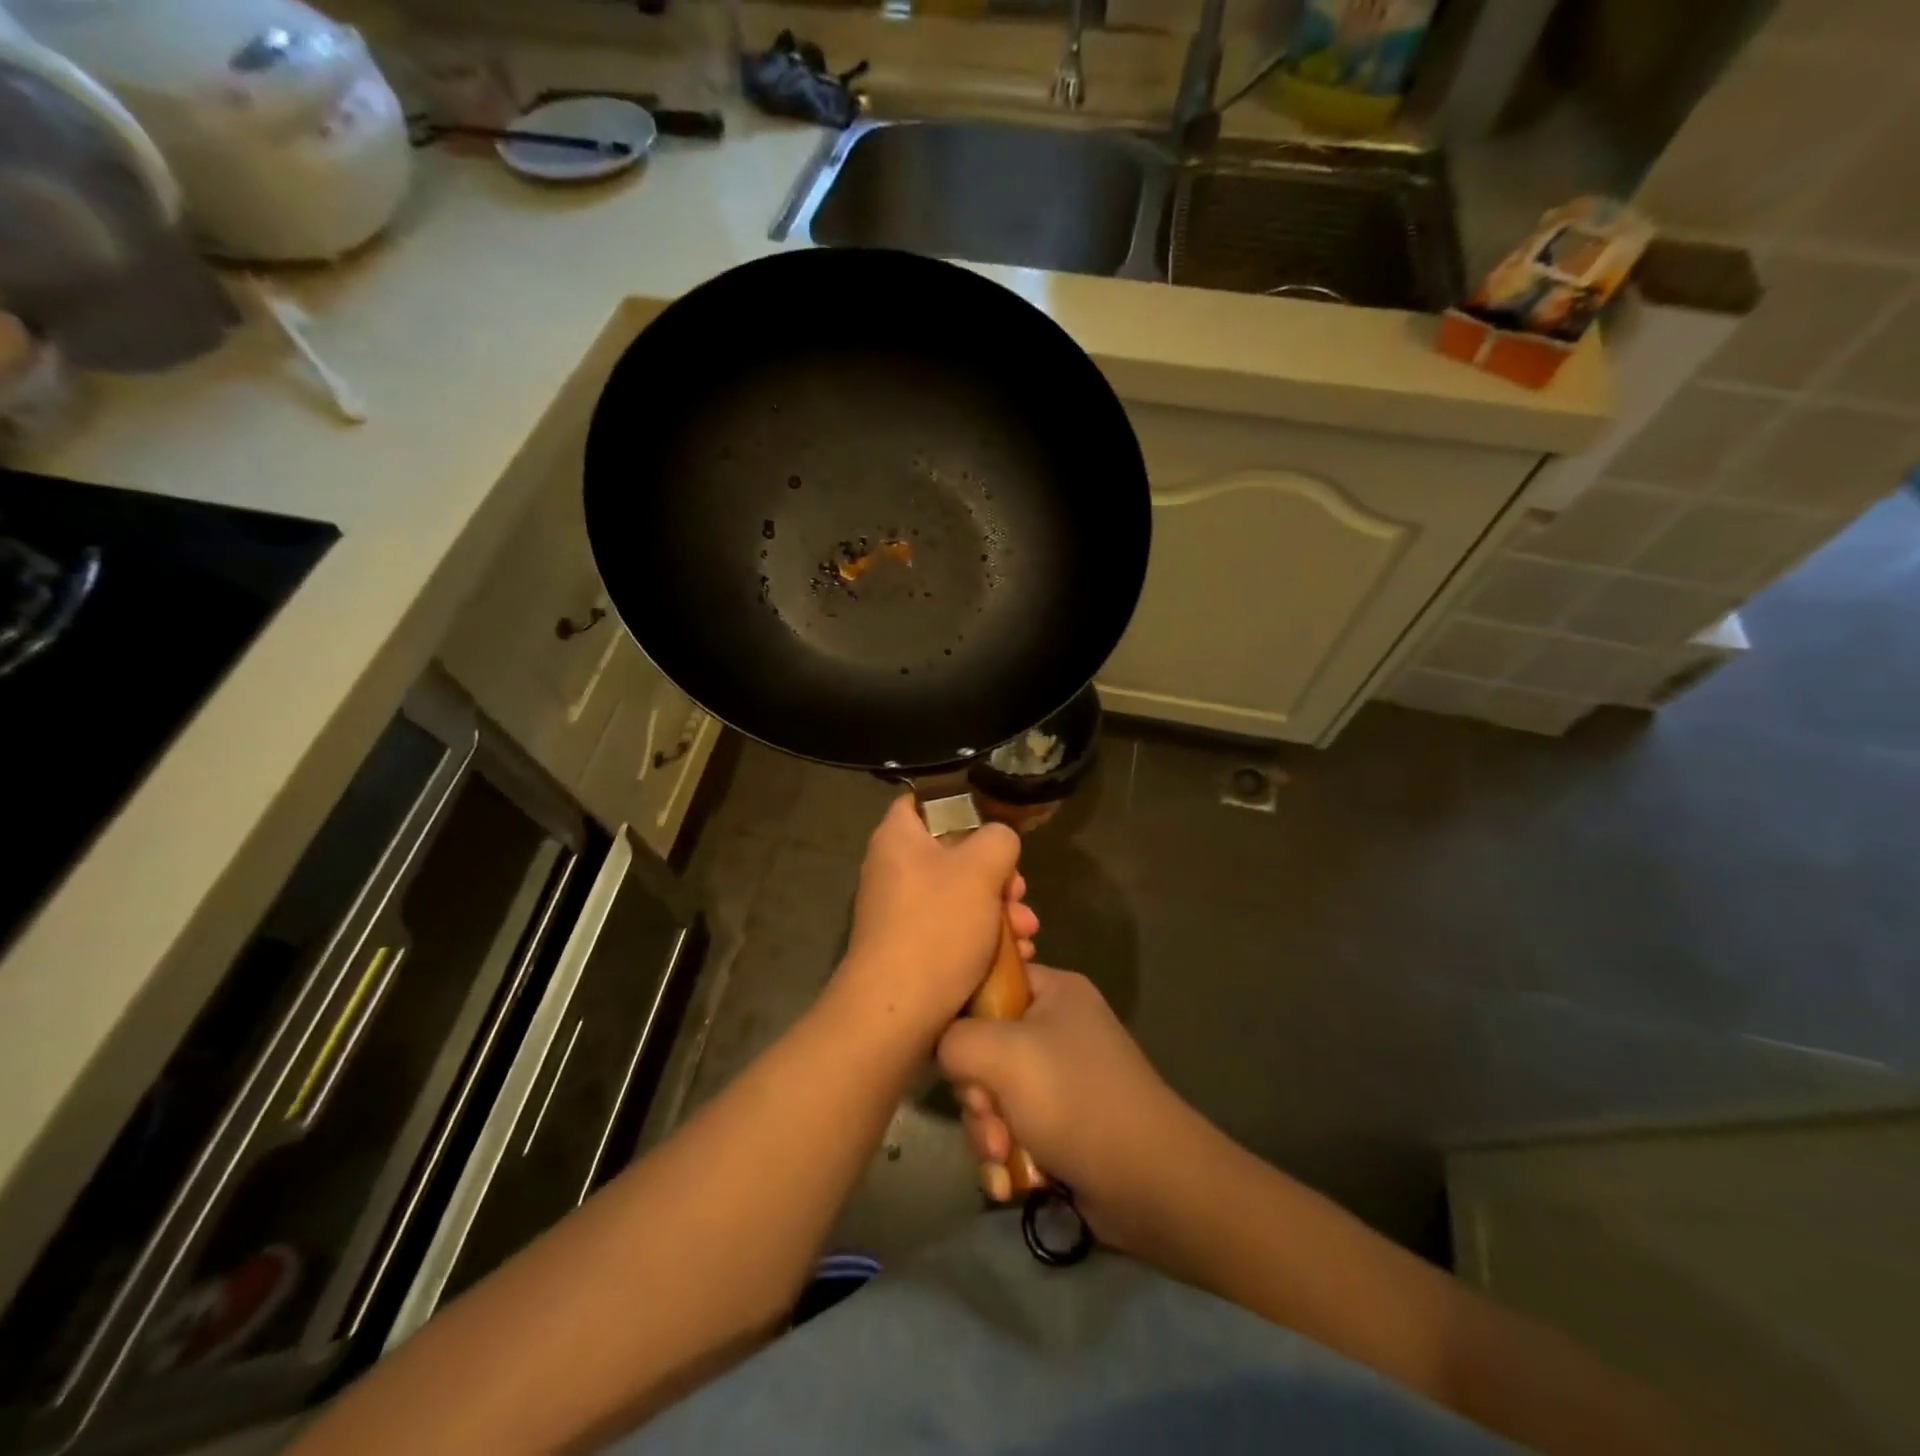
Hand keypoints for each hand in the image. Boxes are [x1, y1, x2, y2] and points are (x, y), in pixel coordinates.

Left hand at [828, 795, 1038, 1052]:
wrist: (897, 1011)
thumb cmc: (937, 926)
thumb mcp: (981, 869)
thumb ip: (998, 839)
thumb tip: (999, 841)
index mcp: (898, 838)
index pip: (922, 802)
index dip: (959, 806)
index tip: (993, 824)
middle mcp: (893, 870)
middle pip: (952, 854)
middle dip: (996, 873)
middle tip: (1020, 890)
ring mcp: (900, 912)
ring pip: (959, 896)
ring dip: (998, 910)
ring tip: (1027, 931)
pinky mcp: (911, 948)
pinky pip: (952, 930)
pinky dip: (982, 938)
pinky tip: (1016, 956)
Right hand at [937, 966, 1196, 1251]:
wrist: (1152, 1184)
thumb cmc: (1076, 1099)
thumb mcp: (1003, 1054)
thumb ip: (954, 1038)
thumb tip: (942, 1046)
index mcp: (1054, 991)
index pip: (989, 981)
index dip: (963, 1014)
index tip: (956, 1050)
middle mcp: (1057, 1027)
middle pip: (984, 1046)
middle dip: (977, 1092)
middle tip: (987, 1114)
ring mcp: (1061, 1078)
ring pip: (994, 1094)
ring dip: (987, 1129)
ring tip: (1002, 1155)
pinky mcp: (1062, 1123)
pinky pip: (1012, 1127)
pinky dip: (1006, 1153)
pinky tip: (1009, 1178)